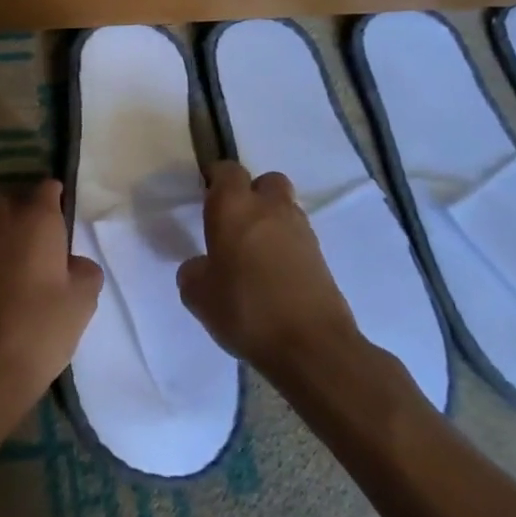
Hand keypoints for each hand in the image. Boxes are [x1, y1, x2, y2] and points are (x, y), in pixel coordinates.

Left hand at [0, 179, 102, 407]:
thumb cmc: (42, 325)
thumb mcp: (83, 299)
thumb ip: (84, 270)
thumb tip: (75, 263)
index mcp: (36, 218)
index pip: (47, 188)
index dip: (58, 196)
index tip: (67, 211)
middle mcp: (2, 221)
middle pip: (12, 199)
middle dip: (26, 208)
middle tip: (45, 234)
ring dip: (8, 232)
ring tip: (27, 260)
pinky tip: (8, 282)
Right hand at [177, 161, 362, 369]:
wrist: (311, 346)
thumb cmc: (245, 309)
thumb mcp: (198, 296)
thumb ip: (194, 273)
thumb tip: (201, 267)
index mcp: (233, 206)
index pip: (227, 170)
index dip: (216, 178)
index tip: (205, 193)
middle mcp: (270, 208)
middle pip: (266, 181)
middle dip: (252, 193)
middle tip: (235, 220)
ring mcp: (301, 231)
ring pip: (285, 208)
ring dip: (271, 220)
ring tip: (254, 253)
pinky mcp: (321, 257)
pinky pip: (298, 238)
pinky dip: (286, 247)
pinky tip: (274, 276)